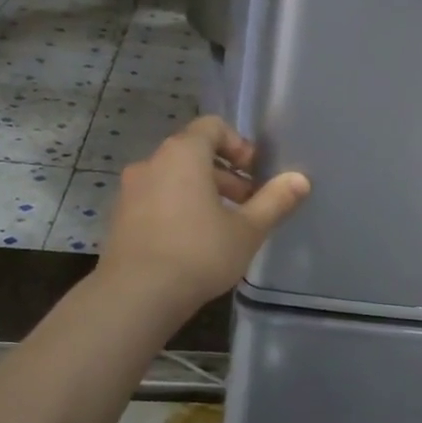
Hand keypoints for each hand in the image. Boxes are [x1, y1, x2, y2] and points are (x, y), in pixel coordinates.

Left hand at [98, 115, 309, 313]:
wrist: (136, 296)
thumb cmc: (199, 253)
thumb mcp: (248, 230)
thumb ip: (275, 201)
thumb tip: (300, 179)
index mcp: (182, 155)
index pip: (212, 126)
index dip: (239, 145)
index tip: (256, 174)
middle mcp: (152, 163)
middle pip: (193, 153)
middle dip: (226, 174)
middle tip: (248, 204)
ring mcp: (131, 190)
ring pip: (174, 178)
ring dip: (203, 192)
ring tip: (225, 226)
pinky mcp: (121, 217)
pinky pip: (157, 199)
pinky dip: (179, 208)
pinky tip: (195, 242)